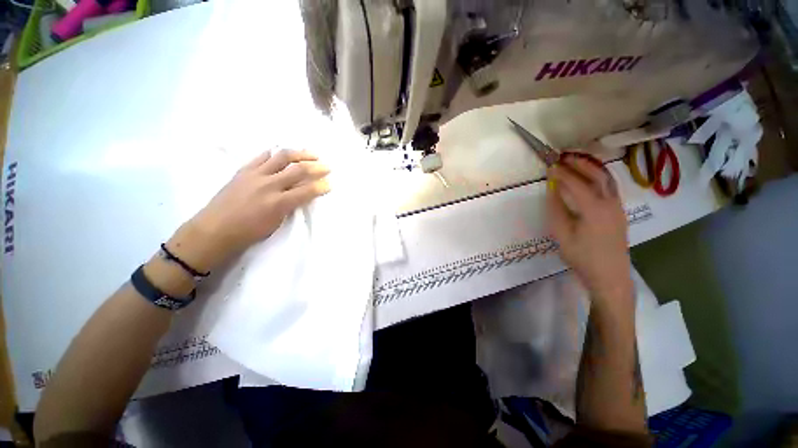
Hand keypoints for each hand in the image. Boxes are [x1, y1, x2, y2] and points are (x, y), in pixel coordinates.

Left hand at [167, 149, 330, 271]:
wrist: (215, 229)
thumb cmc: (249, 232)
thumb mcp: (276, 222)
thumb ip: (291, 206)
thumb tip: (303, 195)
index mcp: (278, 203)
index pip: (307, 191)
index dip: (321, 187)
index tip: (330, 184)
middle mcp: (269, 185)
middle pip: (297, 170)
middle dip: (316, 167)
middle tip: (327, 167)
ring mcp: (255, 175)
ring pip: (281, 157)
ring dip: (300, 154)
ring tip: (311, 154)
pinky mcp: (244, 170)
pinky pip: (262, 156)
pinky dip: (275, 153)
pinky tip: (283, 154)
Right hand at [546, 154, 632, 304]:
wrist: (610, 276)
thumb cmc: (583, 257)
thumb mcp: (562, 235)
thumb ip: (556, 210)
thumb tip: (552, 191)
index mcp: (594, 209)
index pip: (576, 184)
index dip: (562, 173)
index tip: (549, 165)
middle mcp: (610, 203)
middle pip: (597, 175)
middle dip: (580, 163)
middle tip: (563, 156)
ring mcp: (617, 207)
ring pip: (607, 179)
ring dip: (591, 167)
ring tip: (575, 161)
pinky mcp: (619, 212)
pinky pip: (609, 187)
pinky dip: (598, 177)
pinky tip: (589, 178)